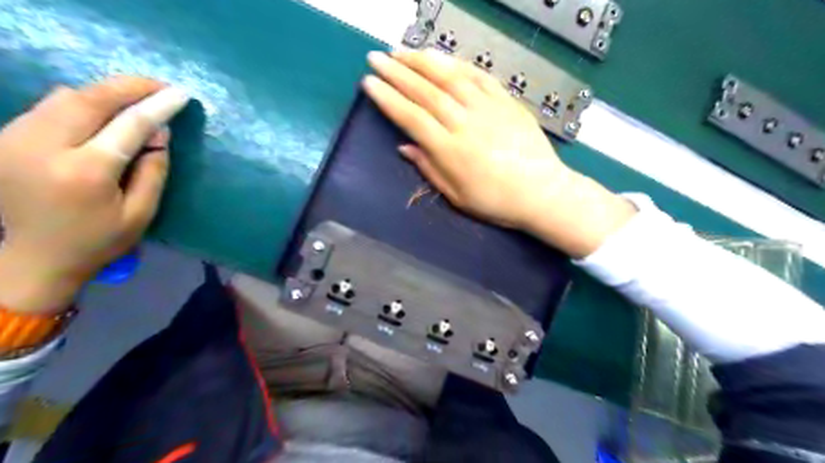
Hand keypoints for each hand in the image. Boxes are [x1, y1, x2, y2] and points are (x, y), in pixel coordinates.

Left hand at [0, 76, 188, 313]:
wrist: (33, 258)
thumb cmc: (99, 240)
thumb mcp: (142, 212)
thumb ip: (154, 169)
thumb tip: (160, 130)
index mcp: (85, 172)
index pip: (128, 125)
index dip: (157, 106)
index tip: (181, 93)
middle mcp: (43, 147)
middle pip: (89, 99)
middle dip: (128, 86)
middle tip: (160, 86)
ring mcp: (15, 139)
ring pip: (64, 96)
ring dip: (105, 92)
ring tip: (136, 97)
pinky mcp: (5, 138)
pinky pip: (48, 106)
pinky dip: (81, 101)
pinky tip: (103, 110)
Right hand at [363, 53, 632, 258]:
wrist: (541, 192)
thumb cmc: (496, 201)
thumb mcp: (457, 196)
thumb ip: (429, 168)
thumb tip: (405, 146)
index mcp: (450, 150)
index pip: (411, 117)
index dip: (388, 98)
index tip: (369, 83)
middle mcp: (465, 123)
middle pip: (425, 91)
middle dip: (397, 72)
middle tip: (377, 57)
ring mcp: (487, 108)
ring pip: (449, 77)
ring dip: (422, 61)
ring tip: (402, 52)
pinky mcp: (505, 101)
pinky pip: (478, 76)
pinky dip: (457, 64)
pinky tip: (441, 58)